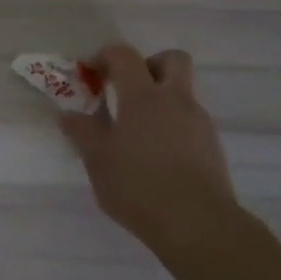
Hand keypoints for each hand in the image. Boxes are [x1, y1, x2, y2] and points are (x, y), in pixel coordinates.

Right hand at [60, 45, 241, 246]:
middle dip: (149, 65)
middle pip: (172, 60)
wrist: (196, 223)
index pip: (125, 56)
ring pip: (182, 94)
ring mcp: (199, 123)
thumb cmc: (138, 185)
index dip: (106, 56)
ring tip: (137, 134)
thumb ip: (82, 132)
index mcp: (143, 96)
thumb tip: (68, 114)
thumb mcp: (97, 159)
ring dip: (160, 101)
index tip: (91, 74)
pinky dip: (172, 128)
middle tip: (127, 90)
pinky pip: (190, 123)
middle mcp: (175, 100)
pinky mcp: (212, 148)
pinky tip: (156, 158)